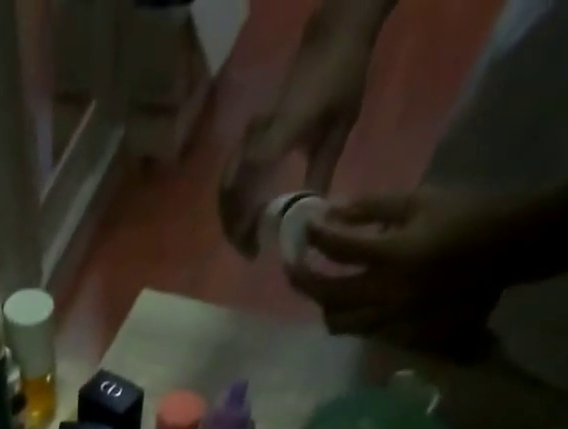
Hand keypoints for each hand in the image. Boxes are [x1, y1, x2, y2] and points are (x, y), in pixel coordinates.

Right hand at [219, 4, 387, 253]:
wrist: (331, 38)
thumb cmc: (341, 79)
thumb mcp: (339, 129)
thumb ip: (321, 175)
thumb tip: (311, 218)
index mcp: (277, 135)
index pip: (246, 186)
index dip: (243, 222)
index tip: (253, 248)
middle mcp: (255, 137)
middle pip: (228, 192)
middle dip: (233, 227)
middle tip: (248, 251)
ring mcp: (249, 136)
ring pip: (226, 187)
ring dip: (231, 217)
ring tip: (246, 239)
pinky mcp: (250, 137)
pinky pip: (232, 176)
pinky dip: (234, 202)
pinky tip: (248, 216)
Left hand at [287, 188, 522, 343]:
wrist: (507, 249)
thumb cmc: (466, 216)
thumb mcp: (421, 201)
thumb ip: (373, 209)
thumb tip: (332, 212)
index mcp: (392, 255)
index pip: (338, 249)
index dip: (316, 238)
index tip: (305, 228)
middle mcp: (385, 292)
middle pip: (327, 295)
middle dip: (304, 281)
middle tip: (292, 267)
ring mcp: (389, 316)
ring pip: (338, 320)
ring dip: (323, 304)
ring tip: (319, 286)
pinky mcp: (397, 329)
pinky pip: (358, 328)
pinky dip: (345, 315)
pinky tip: (345, 300)